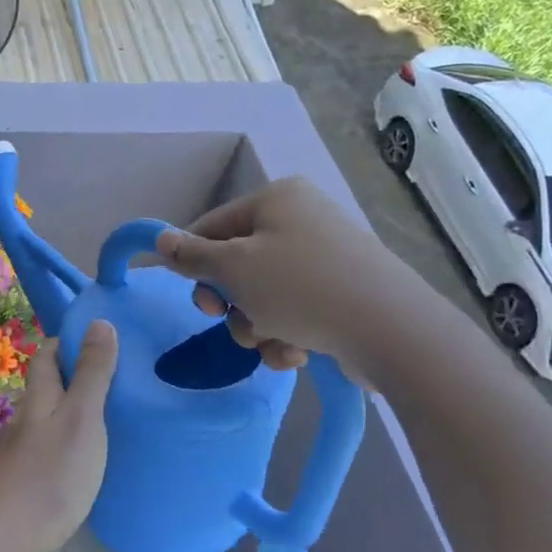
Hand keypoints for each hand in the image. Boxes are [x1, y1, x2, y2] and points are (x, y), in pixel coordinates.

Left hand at [0, 321, 117, 551]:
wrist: (4, 541)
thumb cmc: (50, 475)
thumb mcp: (81, 418)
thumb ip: (92, 373)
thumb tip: (98, 321)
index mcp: (38, 398)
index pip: (45, 355)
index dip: (66, 342)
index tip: (97, 340)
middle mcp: (23, 419)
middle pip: (44, 387)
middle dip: (71, 377)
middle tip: (114, 379)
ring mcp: (18, 453)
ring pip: (45, 420)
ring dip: (69, 412)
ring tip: (107, 419)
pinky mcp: (20, 484)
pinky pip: (46, 450)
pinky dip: (65, 444)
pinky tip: (83, 461)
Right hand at [155, 177, 411, 388]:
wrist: (390, 330)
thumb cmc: (300, 288)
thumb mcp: (234, 269)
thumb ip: (192, 256)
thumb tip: (161, 240)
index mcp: (277, 199)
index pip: (212, 226)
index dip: (195, 264)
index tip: (198, 301)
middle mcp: (302, 220)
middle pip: (237, 263)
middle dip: (231, 302)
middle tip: (229, 319)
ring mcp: (325, 257)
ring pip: (263, 294)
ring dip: (256, 325)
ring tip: (273, 342)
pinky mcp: (342, 293)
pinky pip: (294, 310)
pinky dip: (287, 334)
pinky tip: (297, 353)